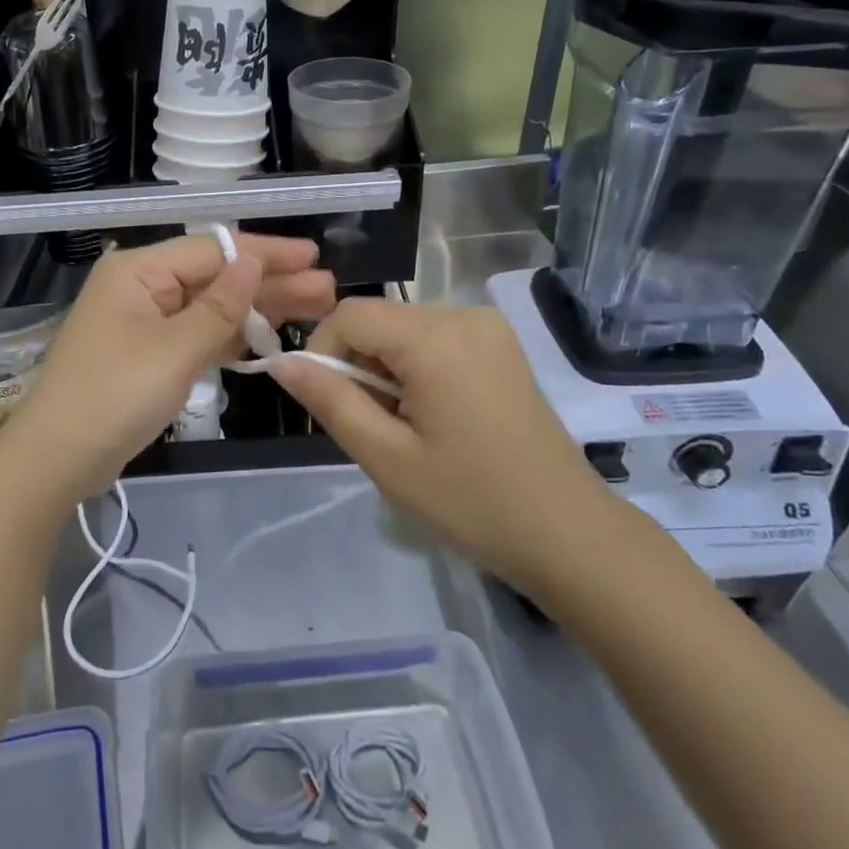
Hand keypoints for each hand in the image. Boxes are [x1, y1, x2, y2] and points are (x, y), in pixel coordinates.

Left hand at [0, 233, 336, 504]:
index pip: (212, 251)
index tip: (311, 257)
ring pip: (211, 308)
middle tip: (326, 289)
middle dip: (270, 283)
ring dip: (257, 310)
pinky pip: (198, 336)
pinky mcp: (150, 356)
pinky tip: (269, 337)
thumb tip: (252, 261)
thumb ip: (220, 306)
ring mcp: (145, 323)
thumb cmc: (114, 396)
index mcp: (138, 272)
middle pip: (216, 278)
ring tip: (314, 307)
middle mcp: (142, 288)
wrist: (57, 460)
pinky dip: (231, 337)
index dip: (265, 253)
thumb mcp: (174, 349)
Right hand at [271, 299, 617, 594]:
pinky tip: (435, 417)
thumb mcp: (386, 456)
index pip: (349, 314)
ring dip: (387, 370)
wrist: (567, 533)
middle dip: (359, 367)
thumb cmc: (471, 501)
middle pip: (379, 320)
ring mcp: (489, 328)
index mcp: (435, 337)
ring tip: (407, 429)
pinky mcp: (501, 345)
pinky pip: (435, 339)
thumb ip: (329, 400)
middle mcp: (464, 315)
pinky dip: (417, 369)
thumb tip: (281, 363)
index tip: (330, 406)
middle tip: (374, 428)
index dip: (323, 353)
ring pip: (404, 330)